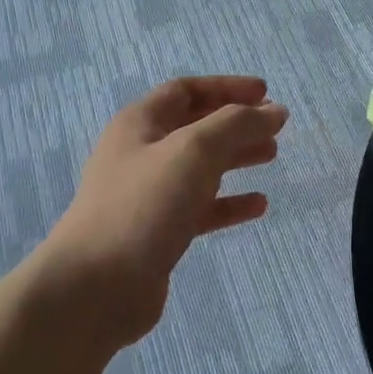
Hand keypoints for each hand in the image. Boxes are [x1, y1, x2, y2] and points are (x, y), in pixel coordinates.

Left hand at [38, 76, 287, 348]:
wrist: (97, 286)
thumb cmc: (145, 204)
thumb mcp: (194, 150)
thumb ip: (238, 124)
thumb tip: (275, 111)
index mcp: (140, 124)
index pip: (186, 91)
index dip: (226, 87)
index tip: (265, 93)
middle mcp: (141, 154)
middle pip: (195, 128)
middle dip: (236, 123)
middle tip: (275, 128)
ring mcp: (148, 195)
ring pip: (200, 167)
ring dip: (236, 158)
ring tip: (272, 156)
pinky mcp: (159, 232)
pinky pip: (201, 209)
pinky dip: (229, 203)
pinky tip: (258, 206)